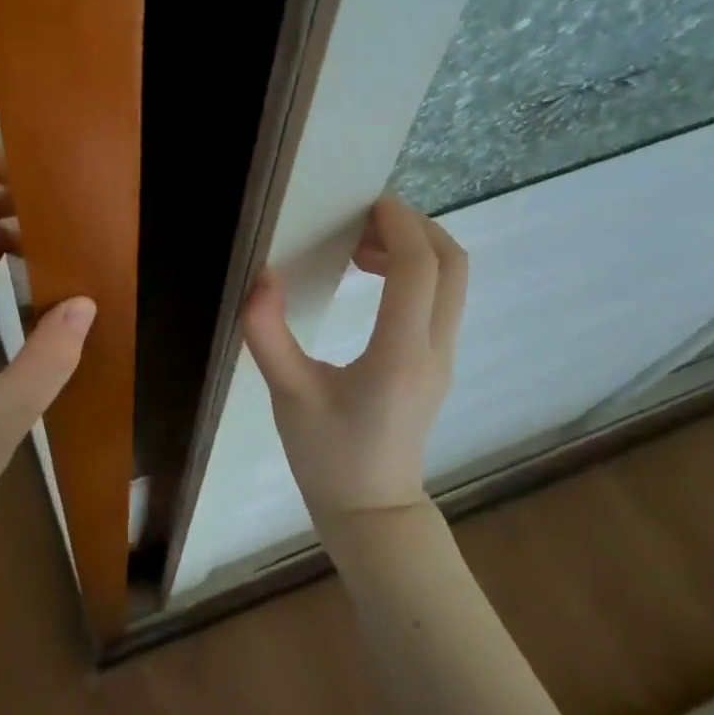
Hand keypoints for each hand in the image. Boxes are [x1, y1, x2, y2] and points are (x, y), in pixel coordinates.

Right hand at [242, 194, 467, 530]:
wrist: (373, 512)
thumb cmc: (327, 456)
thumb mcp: (287, 394)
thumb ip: (267, 333)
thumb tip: (260, 277)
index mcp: (399, 354)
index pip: (419, 268)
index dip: (397, 224)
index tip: (363, 202)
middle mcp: (433, 348)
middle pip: (452, 263)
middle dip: (414, 226)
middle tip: (362, 218)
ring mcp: (443, 356)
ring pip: (453, 279)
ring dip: (415, 247)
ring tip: (359, 245)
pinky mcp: (438, 362)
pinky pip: (441, 298)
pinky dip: (416, 270)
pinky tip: (371, 276)